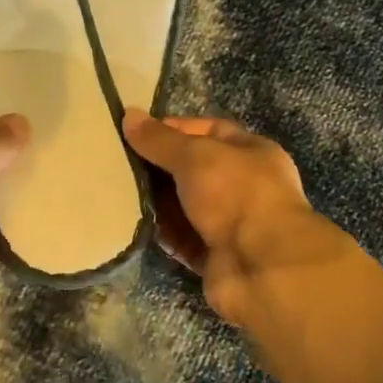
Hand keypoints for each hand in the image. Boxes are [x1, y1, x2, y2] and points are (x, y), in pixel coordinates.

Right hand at [122, 108, 323, 323]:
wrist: (263, 268)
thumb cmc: (236, 195)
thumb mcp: (195, 156)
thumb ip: (160, 140)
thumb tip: (129, 115)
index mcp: (252, 153)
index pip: (209, 131)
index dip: (175, 129)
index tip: (138, 133)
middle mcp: (244, 186)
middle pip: (194, 170)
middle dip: (160, 167)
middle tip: (120, 163)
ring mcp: (231, 224)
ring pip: (186, 206)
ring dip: (158, 202)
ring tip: (119, 191)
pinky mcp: (215, 256)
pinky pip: (183, 239)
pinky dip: (163, 233)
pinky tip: (134, 224)